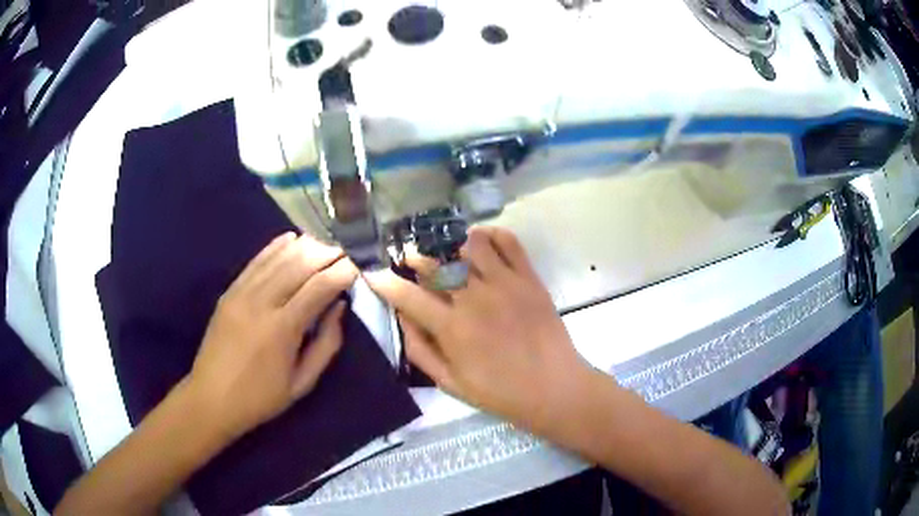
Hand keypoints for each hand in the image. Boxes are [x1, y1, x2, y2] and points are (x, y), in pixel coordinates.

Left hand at [187, 232, 357, 438]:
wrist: (211, 398)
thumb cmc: (260, 397)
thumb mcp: (302, 383)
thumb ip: (326, 345)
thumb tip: (339, 308)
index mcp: (283, 329)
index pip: (319, 287)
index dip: (342, 272)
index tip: (359, 266)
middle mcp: (262, 302)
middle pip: (299, 264)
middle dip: (327, 254)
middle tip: (346, 252)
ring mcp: (242, 293)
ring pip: (278, 258)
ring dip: (304, 247)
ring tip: (325, 244)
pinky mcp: (229, 291)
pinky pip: (256, 261)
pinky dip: (275, 247)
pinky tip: (291, 238)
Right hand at [365, 227, 590, 433]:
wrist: (554, 388)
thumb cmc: (499, 391)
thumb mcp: (450, 382)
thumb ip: (420, 349)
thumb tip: (402, 317)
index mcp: (452, 328)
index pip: (408, 295)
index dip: (384, 281)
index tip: (372, 271)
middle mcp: (475, 298)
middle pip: (435, 262)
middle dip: (415, 257)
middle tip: (410, 259)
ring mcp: (505, 283)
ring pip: (469, 244)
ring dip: (450, 243)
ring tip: (446, 251)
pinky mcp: (529, 278)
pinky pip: (508, 242)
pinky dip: (491, 235)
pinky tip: (481, 243)